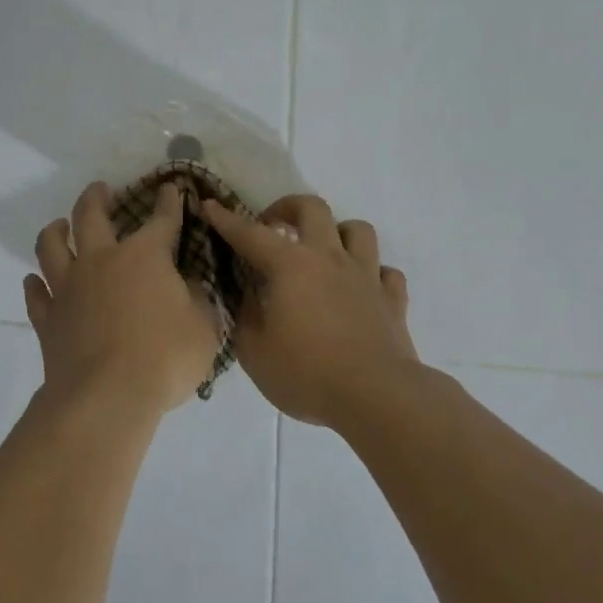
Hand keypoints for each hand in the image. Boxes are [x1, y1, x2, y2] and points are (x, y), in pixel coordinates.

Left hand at [24, 182, 219, 420]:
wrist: (106, 397)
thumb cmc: (164, 359)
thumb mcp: (203, 328)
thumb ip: (198, 301)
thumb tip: (189, 286)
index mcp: (145, 257)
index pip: (161, 219)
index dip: (168, 202)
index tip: (169, 188)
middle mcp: (101, 261)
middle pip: (90, 216)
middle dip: (96, 197)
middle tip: (100, 189)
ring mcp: (68, 289)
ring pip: (51, 247)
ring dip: (55, 231)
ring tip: (59, 225)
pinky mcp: (47, 319)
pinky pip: (35, 294)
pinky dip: (35, 285)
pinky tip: (35, 282)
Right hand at [200, 195, 416, 427]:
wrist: (376, 396)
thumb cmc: (307, 373)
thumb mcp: (254, 351)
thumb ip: (246, 317)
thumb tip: (249, 298)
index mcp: (291, 266)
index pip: (250, 234)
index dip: (226, 219)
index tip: (209, 206)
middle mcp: (330, 259)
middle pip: (313, 208)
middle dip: (287, 208)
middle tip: (273, 227)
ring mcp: (366, 276)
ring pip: (358, 230)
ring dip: (336, 233)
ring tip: (322, 252)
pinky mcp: (392, 300)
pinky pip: (385, 272)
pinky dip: (371, 273)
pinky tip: (360, 289)